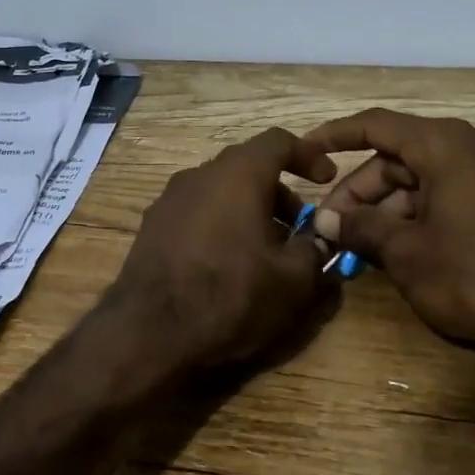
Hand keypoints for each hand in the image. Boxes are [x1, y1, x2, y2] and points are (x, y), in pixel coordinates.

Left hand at [108, 127, 338, 371]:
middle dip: (279, 191)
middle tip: (299, 226)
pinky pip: (197, 211)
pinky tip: (227, 263)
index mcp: (238, 174)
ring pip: (220, 190)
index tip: (326, 180)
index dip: (308, 155)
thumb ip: (314, 249)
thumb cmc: (230, 295)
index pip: (278, 141)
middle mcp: (200, 175)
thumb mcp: (291, 280)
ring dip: (249, 209)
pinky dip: (220, 223)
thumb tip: (321, 238)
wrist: (148, 332)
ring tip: (266, 251)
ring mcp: (170, 199)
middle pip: (248, 166)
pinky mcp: (152, 226)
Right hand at [303, 109, 474, 382]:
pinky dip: (413, 215)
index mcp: (446, 146)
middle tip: (328, 226)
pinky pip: (444, 194)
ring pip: (419, 179)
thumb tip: (325, 220)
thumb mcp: (405, 253)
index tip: (304, 151)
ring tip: (353, 245)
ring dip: (384, 208)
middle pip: (397, 157)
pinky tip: (389, 248)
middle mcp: (471, 147)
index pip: (377, 125)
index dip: (335, 135)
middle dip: (358, 190)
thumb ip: (360, 226)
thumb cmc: (473, 279)